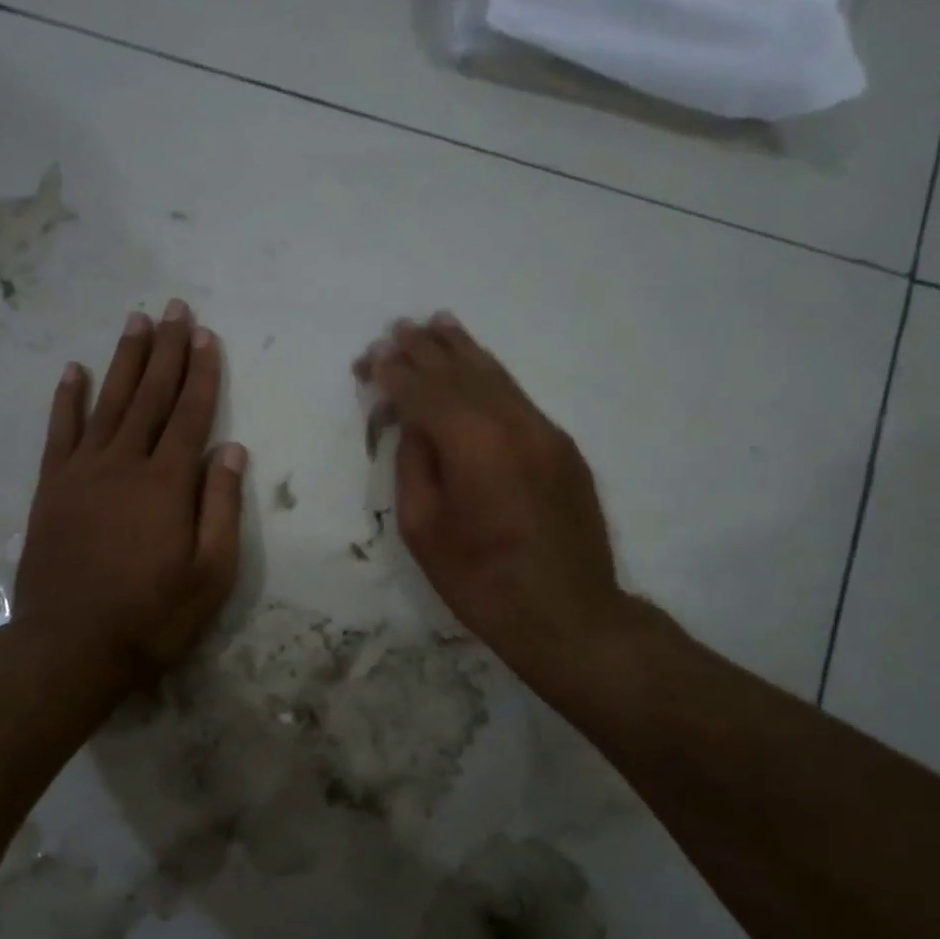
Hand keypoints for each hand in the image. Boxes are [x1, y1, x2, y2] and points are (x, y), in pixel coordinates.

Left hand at [16, 301, 246, 685]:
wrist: (70, 647)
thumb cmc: (152, 616)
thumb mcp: (210, 574)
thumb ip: (220, 507)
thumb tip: (230, 450)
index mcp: (167, 484)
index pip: (191, 415)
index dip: (202, 373)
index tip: (206, 335)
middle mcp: (124, 464)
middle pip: (151, 396)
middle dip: (166, 350)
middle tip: (174, 309)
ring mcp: (82, 473)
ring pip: (109, 402)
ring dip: (124, 360)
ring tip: (136, 322)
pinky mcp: (51, 489)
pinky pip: (60, 432)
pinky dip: (67, 399)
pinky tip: (74, 370)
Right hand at [356, 314, 625, 681]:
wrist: (569, 615)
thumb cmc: (482, 582)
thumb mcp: (423, 529)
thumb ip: (414, 465)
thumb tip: (415, 427)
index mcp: (473, 443)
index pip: (424, 392)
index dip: (394, 373)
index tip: (369, 359)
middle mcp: (513, 423)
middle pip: (460, 373)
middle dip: (425, 350)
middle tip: (396, 328)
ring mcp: (544, 432)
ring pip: (495, 377)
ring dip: (462, 350)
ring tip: (437, 324)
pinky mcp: (562, 447)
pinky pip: (517, 398)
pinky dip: (491, 376)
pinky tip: (478, 365)